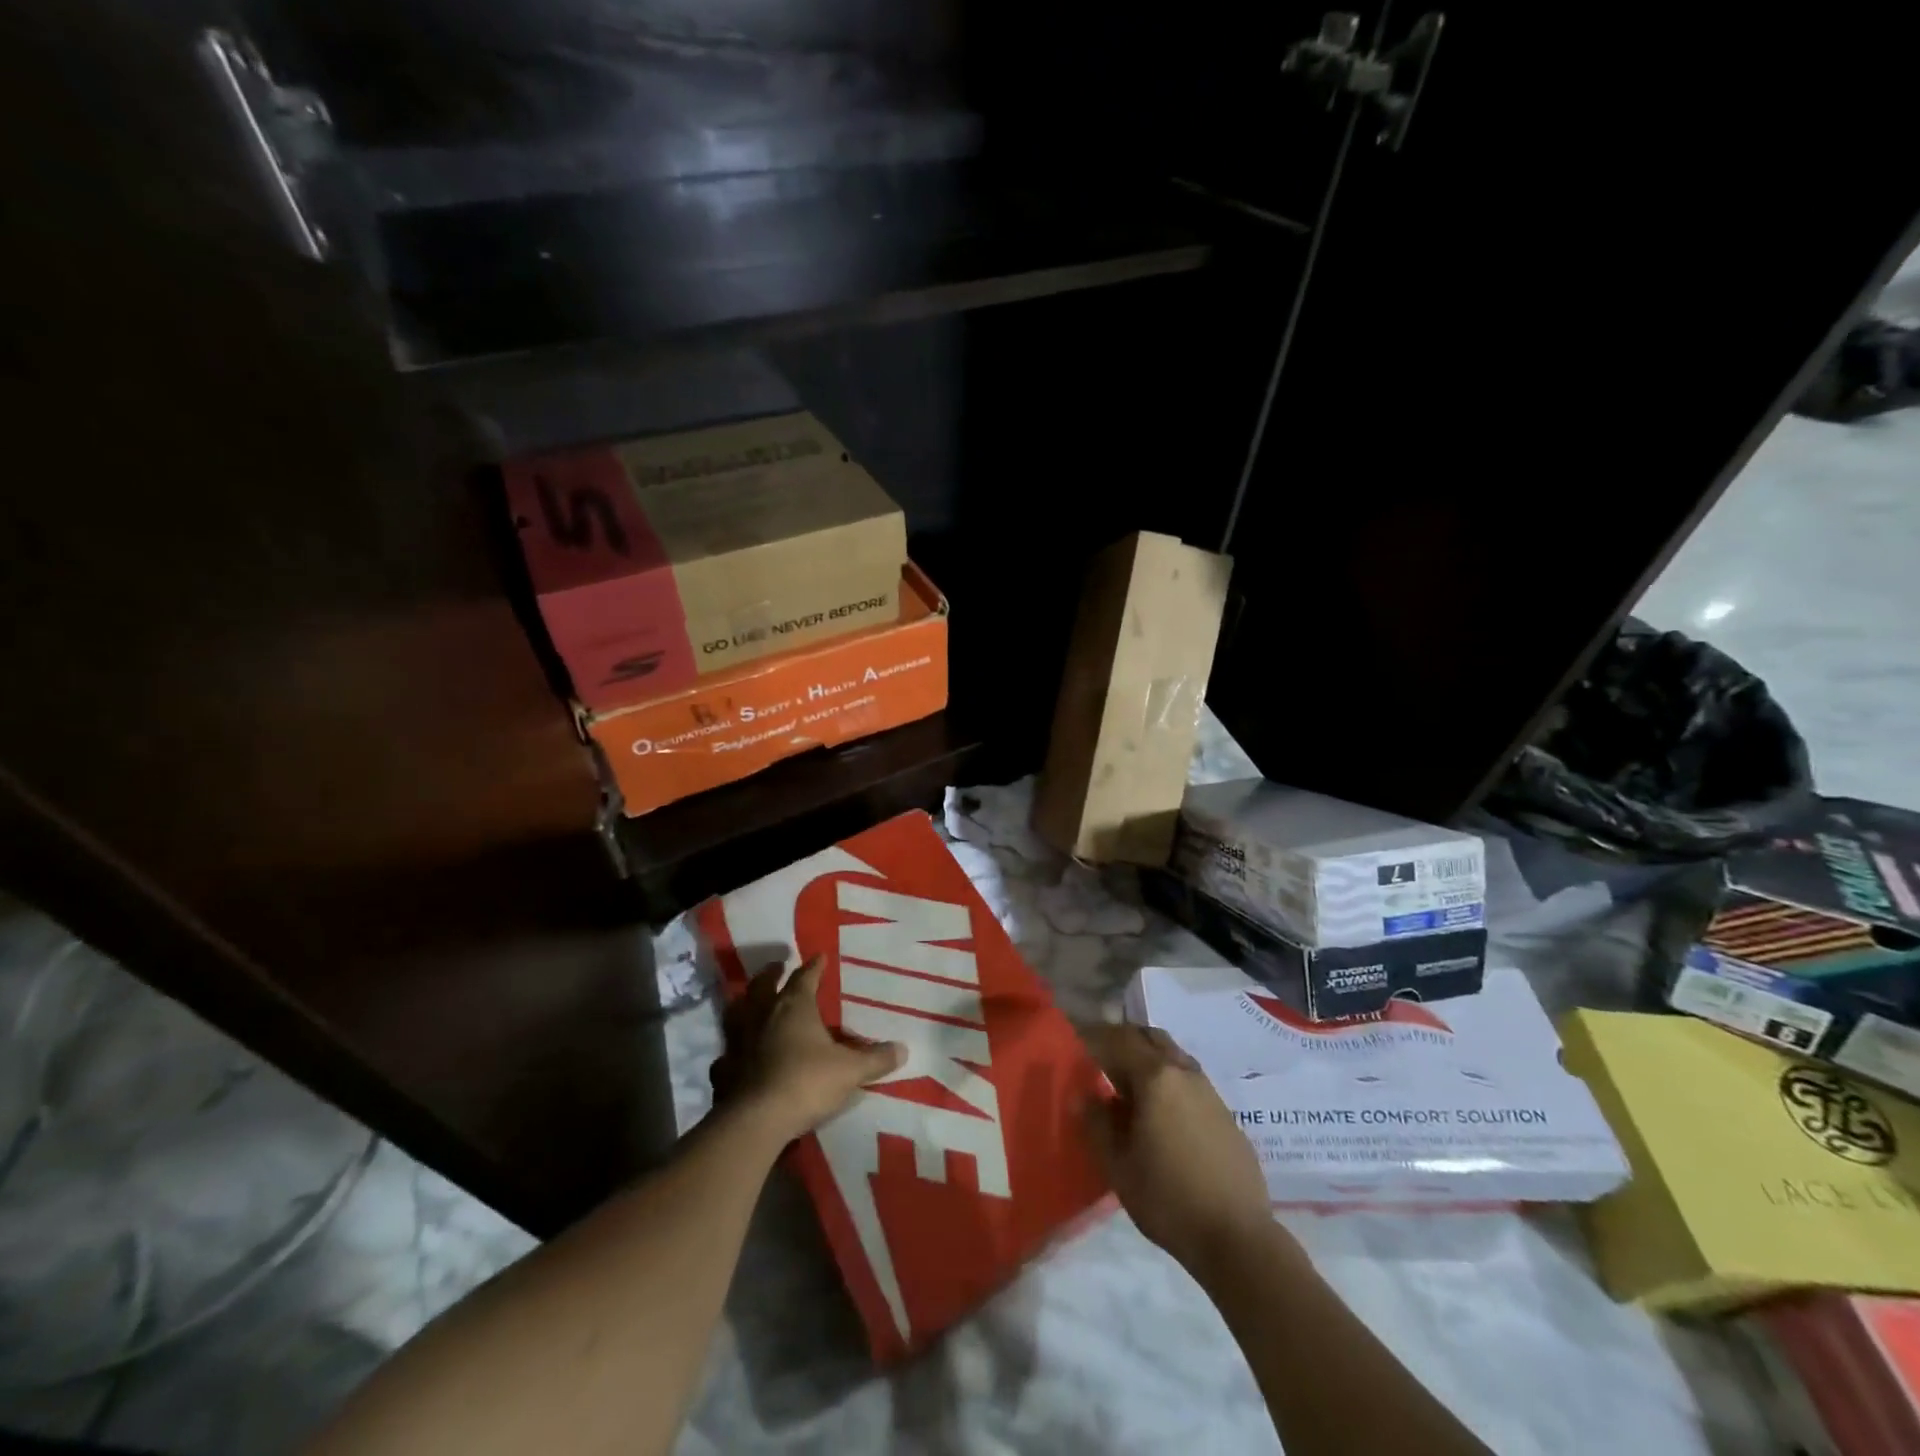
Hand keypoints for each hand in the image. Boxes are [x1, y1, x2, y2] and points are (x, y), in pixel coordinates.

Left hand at [712, 956, 904, 1146]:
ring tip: (750, 1003)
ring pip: (738, 1013)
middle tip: (777, 967)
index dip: (814, 967)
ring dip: (744, 1005)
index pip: (805, 977)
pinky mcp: (724, 1070)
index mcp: (794, 1007)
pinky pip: (726, 1054)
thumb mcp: (850, 1071)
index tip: (820, 956)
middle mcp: (763, 1016)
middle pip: (763, 986)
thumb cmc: (807, 1082)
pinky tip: (735, 1056)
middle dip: (771, 974)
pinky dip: (732, 1051)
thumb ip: (876, 1059)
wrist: (757, 1120)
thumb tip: (904, 1049)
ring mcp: (739, 1042)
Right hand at [1080, 1023, 1275, 1276]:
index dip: (1095, 1036)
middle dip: (1124, 1039)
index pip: (1119, 1039)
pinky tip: (1161, 1113)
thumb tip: (1083, 1095)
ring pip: (1173, 1056)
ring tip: (1129, 1086)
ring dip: (1149, 1058)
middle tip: (1102, 1058)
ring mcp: (1209, 1091)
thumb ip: (1096, 1124)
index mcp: (1155, 1078)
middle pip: (1150, 1037)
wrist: (1238, 1238)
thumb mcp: (1118, 1166)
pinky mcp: (1226, 1114)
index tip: (1077, 1041)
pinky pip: (1190, 1081)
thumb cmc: (1168, 1199)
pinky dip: (1169, 1081)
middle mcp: (1183, 1073)